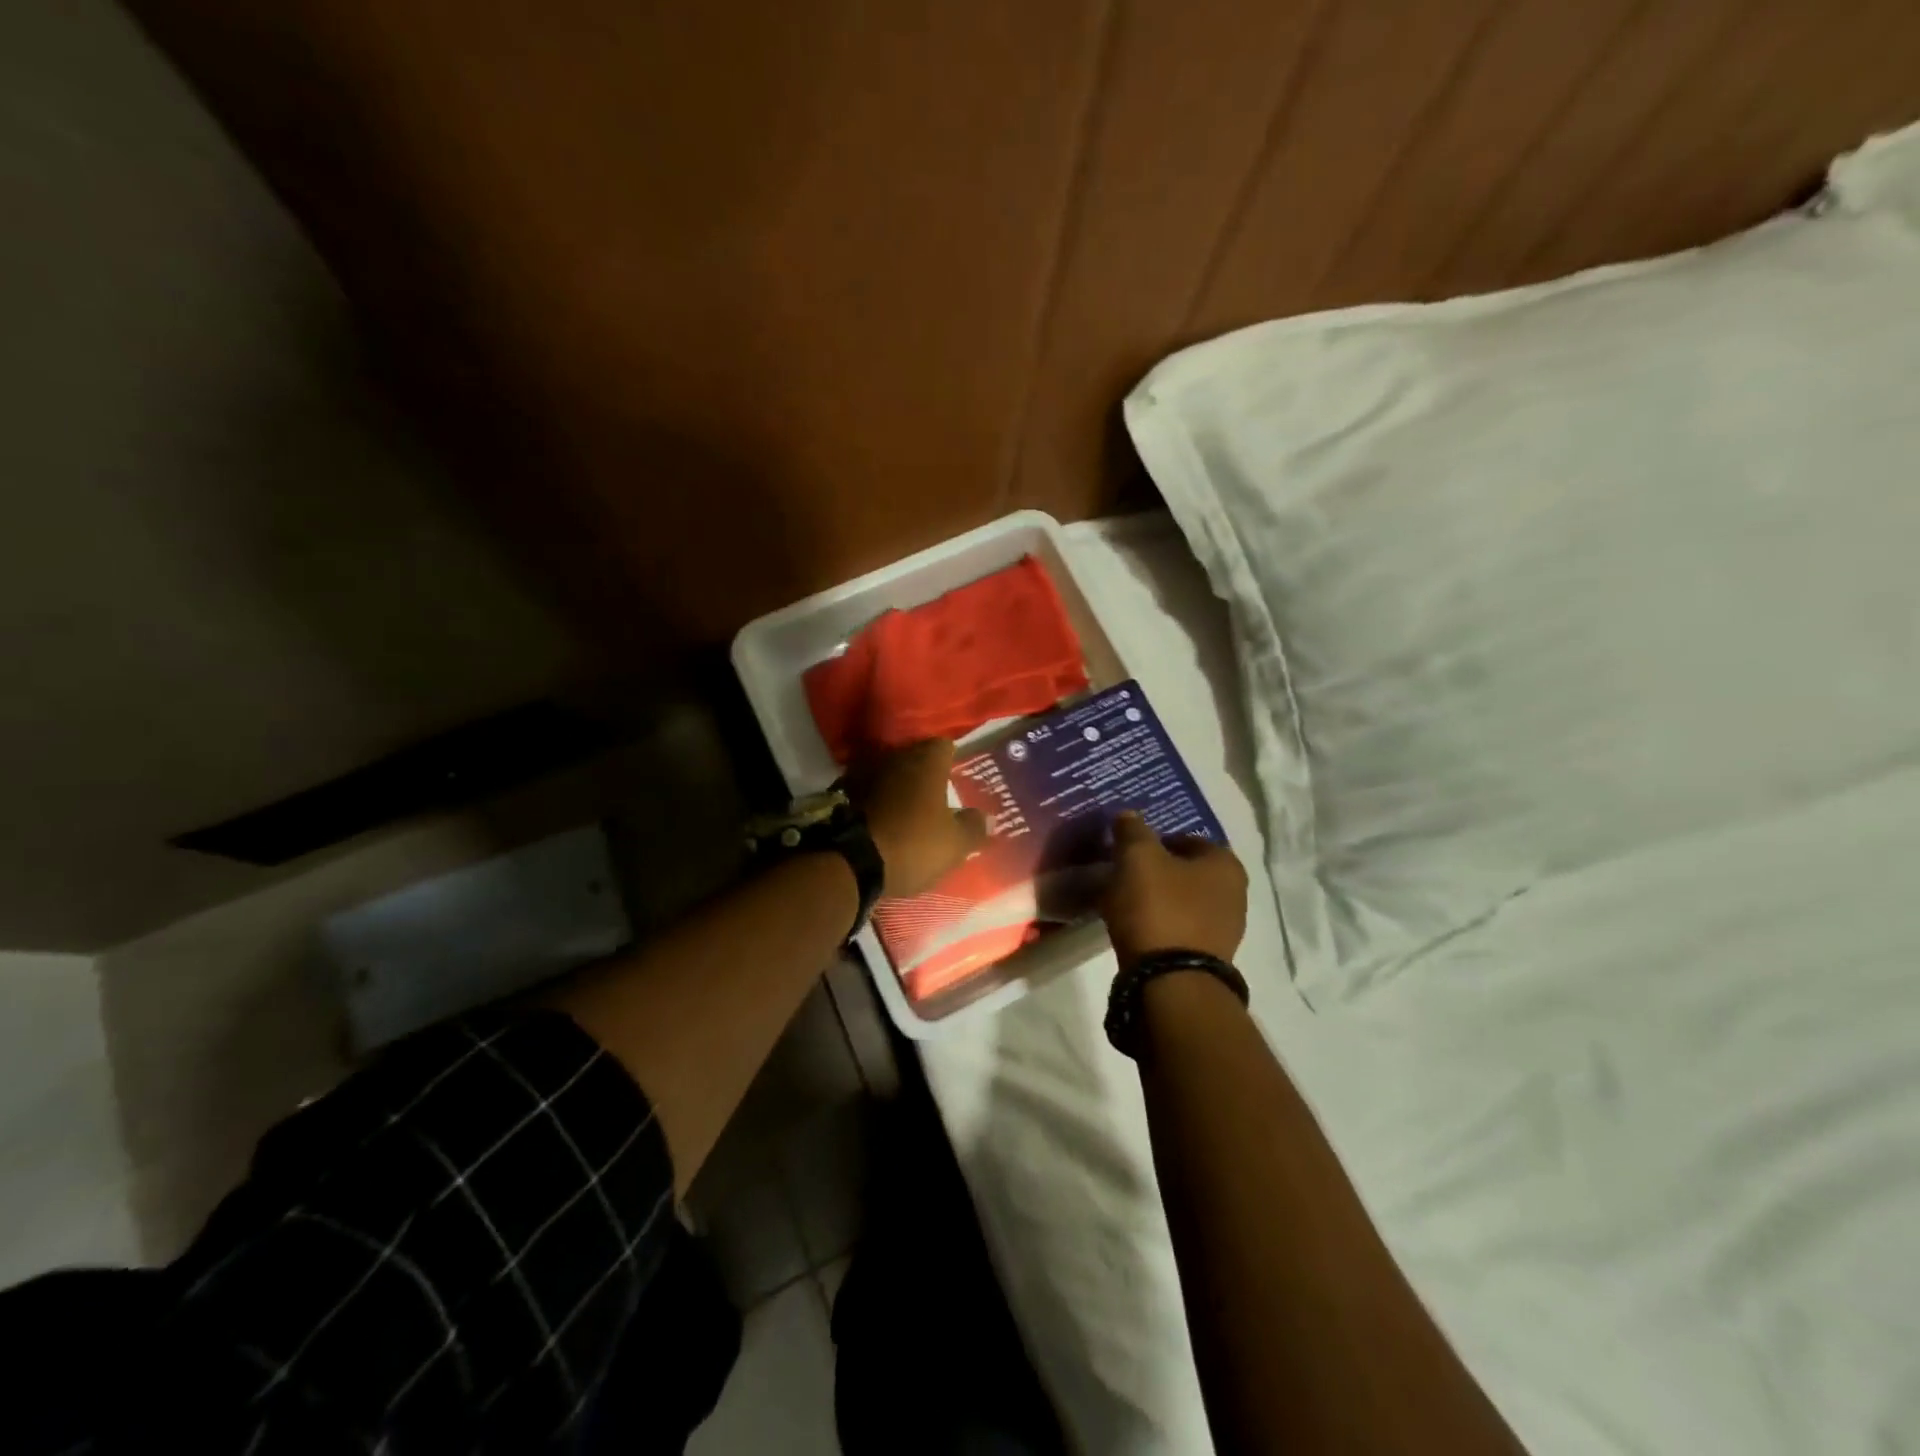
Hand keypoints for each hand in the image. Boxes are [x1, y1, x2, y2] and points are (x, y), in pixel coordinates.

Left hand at [853, 740, 988, 897]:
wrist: (850, 861)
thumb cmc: (913, 844)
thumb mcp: (955, 844)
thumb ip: (974, 827)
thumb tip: (987, 817)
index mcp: (926, 761)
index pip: (944, 746)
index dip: (952, 759)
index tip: (956, 776)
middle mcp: (894, 756)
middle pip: (914, 757)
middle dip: (924, 773)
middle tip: (935, 795)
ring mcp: (863, 772)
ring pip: (889, 773)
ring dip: (897, 786)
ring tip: (908, 809)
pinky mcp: (841, 793)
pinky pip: (867, 791)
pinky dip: (875, 801)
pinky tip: (882, 820)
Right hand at [1101, 812, 1247, 968]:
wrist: (1171, 981)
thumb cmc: (1158, 907)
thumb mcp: (1137, 857)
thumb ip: (1132, 831)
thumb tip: (1128, 815)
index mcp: (1225, 863)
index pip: (1187, 838)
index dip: (1154, 839)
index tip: (1127, 850)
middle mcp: (1235, 893)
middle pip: (1185, 871)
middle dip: (1155, 870)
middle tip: (1123, 873)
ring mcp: (1225, 929)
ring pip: (1182, 901)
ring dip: (1156, 898)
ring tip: (1123, 901)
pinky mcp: (1208, 957)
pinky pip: (1178, 928)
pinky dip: (1158, 924)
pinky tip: (1135, 928)